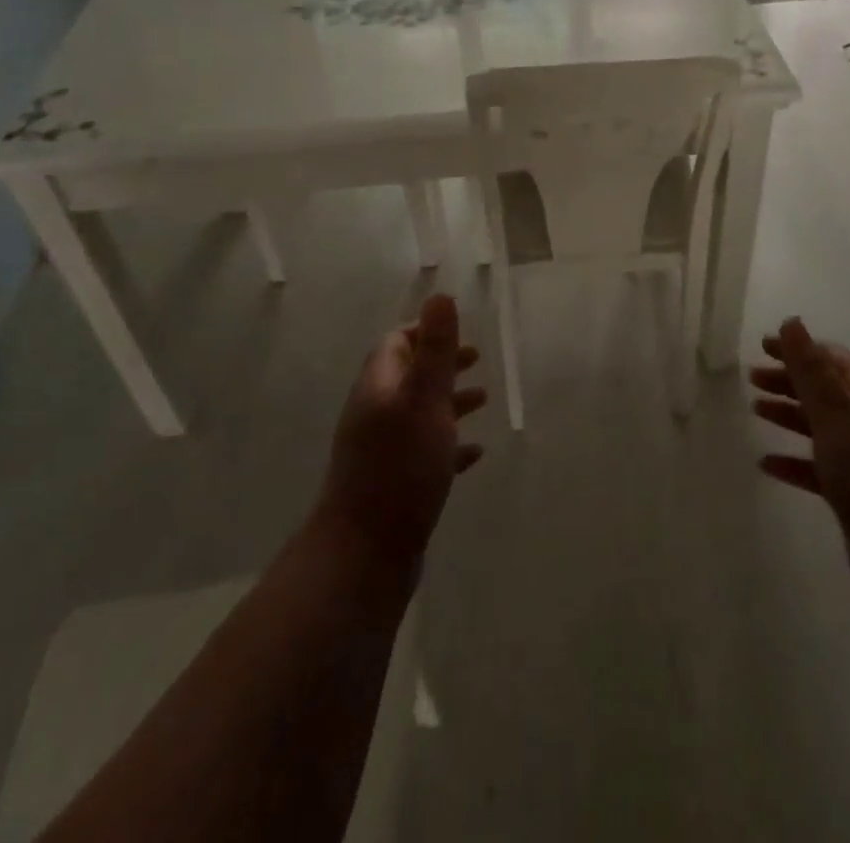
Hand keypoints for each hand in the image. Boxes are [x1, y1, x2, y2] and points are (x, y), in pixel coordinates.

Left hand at [316, 294, 485, 570]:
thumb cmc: (400, 467)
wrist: (365, 554)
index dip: (425, 332)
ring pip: (419, 414)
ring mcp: (381, 452)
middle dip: (443, 365)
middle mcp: (375, 414)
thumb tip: (439, 295)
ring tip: (484, 402)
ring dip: (449, 402)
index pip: (396, 344)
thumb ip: (435, 349)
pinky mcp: (394, 485)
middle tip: (477, 361)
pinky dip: (449, 444)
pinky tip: (474, 454)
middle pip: (409, 377)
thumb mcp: (424, 400)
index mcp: (379, 387)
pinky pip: (425, 452)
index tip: (457, 332)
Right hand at [752, 317, 849, 617]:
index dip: (799, 349)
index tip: (764, 346)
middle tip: (752, 377)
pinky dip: (793, 461)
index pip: (832, 359)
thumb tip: (791, 321)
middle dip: (789, 380)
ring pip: (820, 428)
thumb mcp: (837, 413)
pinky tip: (767, 464)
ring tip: (756, 409)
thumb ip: (810, 369)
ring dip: (789, 415)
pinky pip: (817, 469)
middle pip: (824, 391)